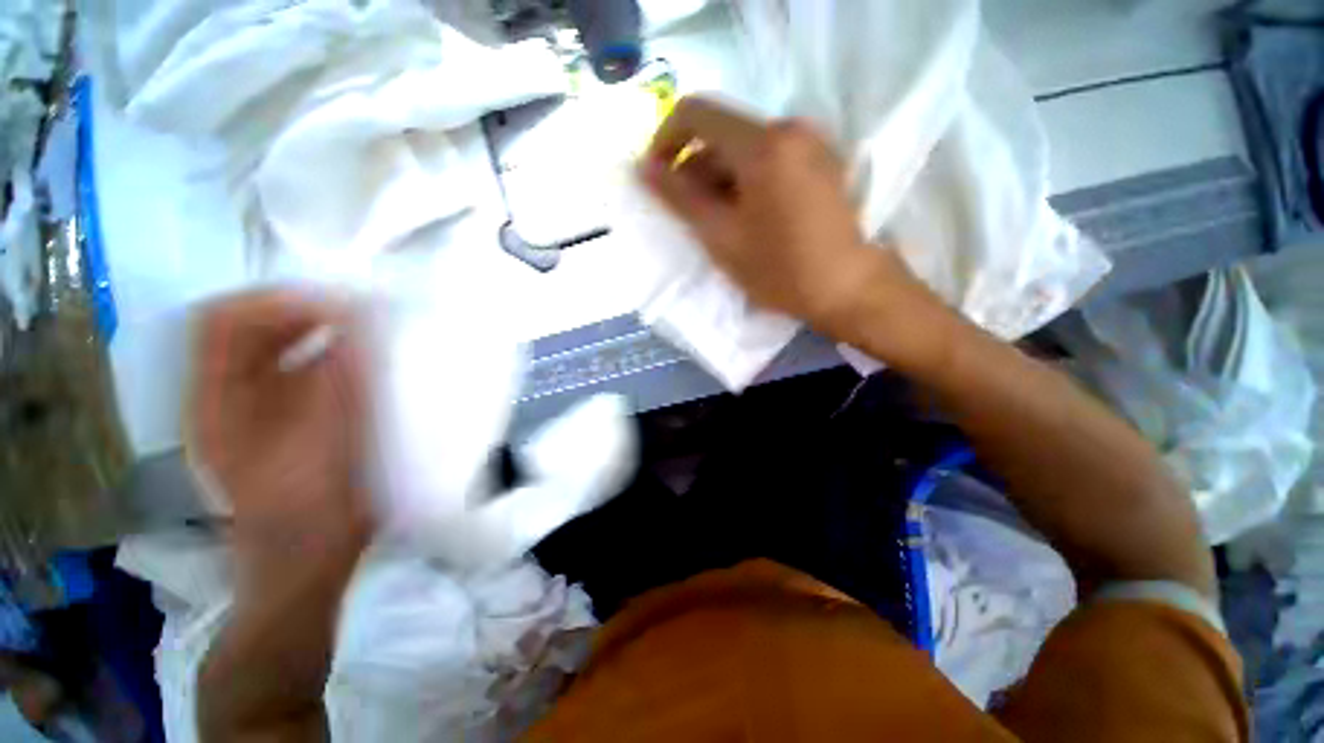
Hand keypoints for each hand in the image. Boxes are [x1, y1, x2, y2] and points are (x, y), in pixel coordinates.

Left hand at [188, 289, 371, 583]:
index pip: (224, 321)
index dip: (278, 300)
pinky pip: (286, 373)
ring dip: (308, 332)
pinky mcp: (270, 426)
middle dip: (298, 311)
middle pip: (242, 330)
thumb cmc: (313, 505)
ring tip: (358, 332)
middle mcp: (220, 399)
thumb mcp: (326, 437)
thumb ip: (339, 373)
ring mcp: (242, 414)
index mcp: (217, 402)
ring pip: (264, 350)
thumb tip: (357, 318)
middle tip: (356, 312)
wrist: (304, 561)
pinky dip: (316, 357)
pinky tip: (350, 365)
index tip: (341, 303)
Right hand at [639, 96, 929, 338]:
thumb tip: (643, 168)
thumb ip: (679, 197)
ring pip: (745, 147)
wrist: (847, 288)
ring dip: (719, 177)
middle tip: (687, 212)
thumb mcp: (720, 236)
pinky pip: (769, 158)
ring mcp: (810, 142)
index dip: (665, 139)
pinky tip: (745, 215)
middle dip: (694, 167)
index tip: (658, 177)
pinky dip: (745, 179)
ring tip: (715, 221)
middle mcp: (789, 128)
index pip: (695, 112)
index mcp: (762, 143)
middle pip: (722, 132)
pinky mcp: (821, 160)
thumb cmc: (779, 269)